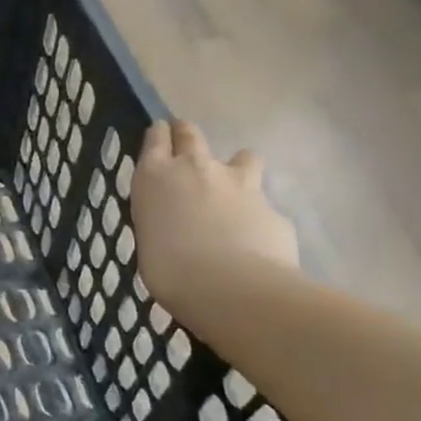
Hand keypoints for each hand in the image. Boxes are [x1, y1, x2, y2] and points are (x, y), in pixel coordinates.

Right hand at [132, 119, 298, 318]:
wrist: (230, 287)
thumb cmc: (169, 269)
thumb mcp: (149, 238)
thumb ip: (162, 219)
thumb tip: (176, 222)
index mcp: (156, 175)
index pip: (156, 137)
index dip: (159, 135)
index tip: (160, 136)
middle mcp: (196, 168)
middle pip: (191, 133)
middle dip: (187, 135)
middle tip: (187, 148)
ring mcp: (238, 183)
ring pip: (243, 156)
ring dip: (237, 167)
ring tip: (234, 189)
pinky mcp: (271, 207)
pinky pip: (264, 203)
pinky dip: (258, 215)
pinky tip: (255, 238)